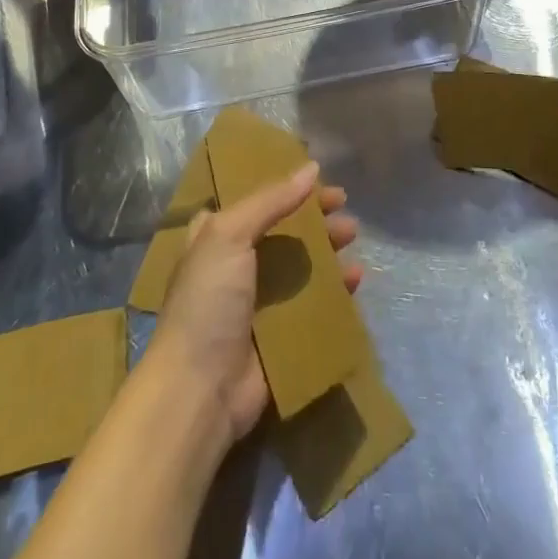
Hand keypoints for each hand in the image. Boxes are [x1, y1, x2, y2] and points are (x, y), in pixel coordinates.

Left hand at [145, 161, 361, 448]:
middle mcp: (236, 265)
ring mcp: (260, 301)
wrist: (201, 390)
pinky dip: (336, 289)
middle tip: (345, 210)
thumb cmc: (208, 302)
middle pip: (284, 230)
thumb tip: (312, 168)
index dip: (286, 186)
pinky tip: (356, 279)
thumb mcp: (228, 235)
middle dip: (315, 218)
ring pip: (302, 265)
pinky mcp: (281, 334)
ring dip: (329, 250)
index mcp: (216, 237)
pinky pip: (315, 303)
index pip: (256, 200)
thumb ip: (271, 200)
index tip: (320, 179)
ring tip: (353, 239)